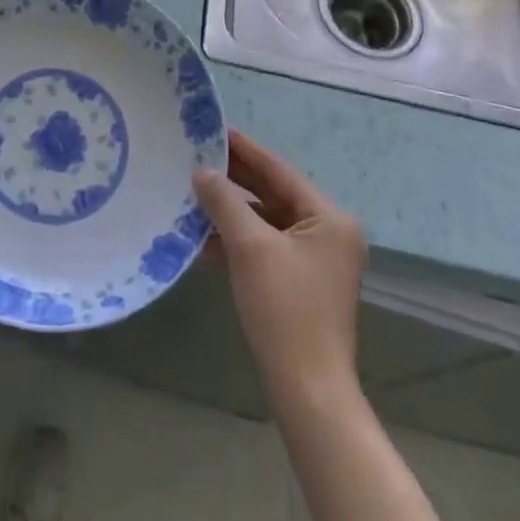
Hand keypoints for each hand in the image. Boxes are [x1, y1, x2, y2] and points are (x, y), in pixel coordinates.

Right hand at [195, 129, 366, 410]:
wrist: (308, 391)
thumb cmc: (285, 311)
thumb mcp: (250, 248)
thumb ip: (225, 202)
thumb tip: (202, 171)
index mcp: (329, 218)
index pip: (279, 171)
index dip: (244, 149)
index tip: (212, 129)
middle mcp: (328, 233)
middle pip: (273, 194)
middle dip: (233, 180)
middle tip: (194, 157)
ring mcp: (315, 260)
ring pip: (265, 221)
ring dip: (230, 211)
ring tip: (190, 193)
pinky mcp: (299, 283)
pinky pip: (264, 247)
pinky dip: (236, 240)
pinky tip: (201, 237)